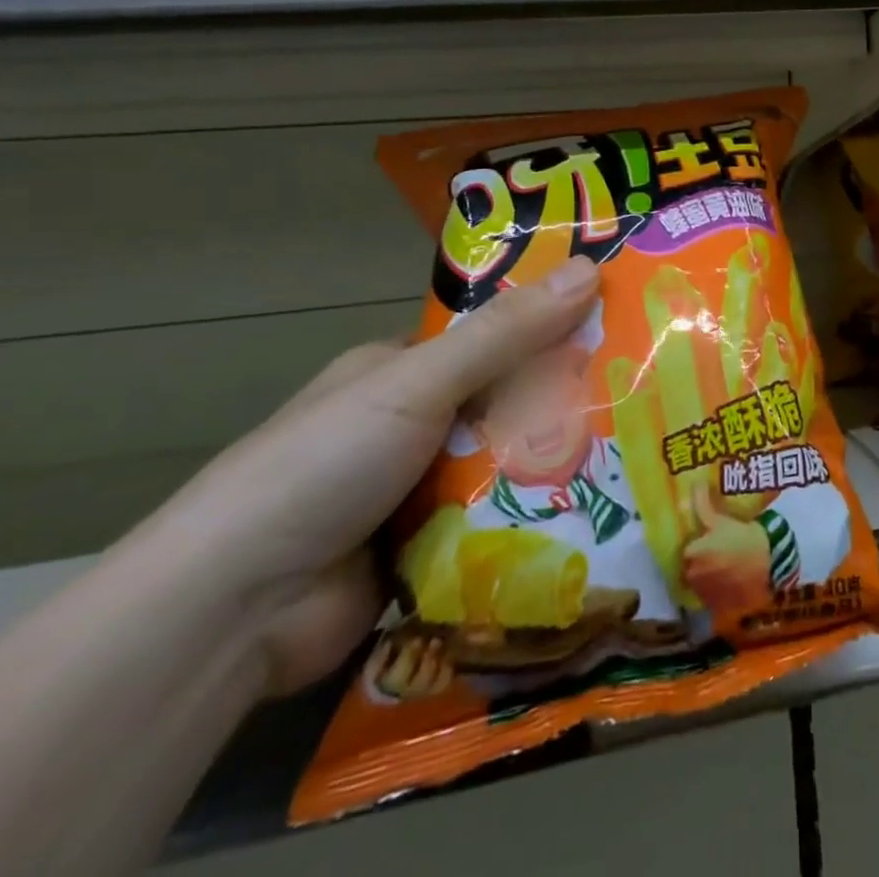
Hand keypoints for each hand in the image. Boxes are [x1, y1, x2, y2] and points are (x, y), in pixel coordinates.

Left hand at [149, 257, 601, 696]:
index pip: (494, 338)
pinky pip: (498, 527)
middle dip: (564, 405)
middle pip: (508, 404)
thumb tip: (588, 267)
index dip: (553, 329)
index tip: (621, 327)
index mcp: (403, 371)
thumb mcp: (420, 383)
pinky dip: (535, 523)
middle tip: (645, 399)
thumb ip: (506, 333)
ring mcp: (419, 492)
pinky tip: (602, 518)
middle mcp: (414, 425)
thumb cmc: (324, 464)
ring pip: (508, 467)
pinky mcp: (430, 554)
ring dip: (556, 467)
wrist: (234, 612)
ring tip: (643, 457)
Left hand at [680, 483, 773, 608]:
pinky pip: (712, 599)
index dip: (697, 544)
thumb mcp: (721, 519)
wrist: (770, 564)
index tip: (709, 540)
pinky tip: (730, 582)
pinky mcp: (717, 608)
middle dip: (701, 561)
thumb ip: (702, 503)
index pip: (686, 549)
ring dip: (708, 576)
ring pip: (700, 583)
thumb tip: (695, 482)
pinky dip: (717, 592)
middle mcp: (692, 576)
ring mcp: (705, 595)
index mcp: (691, 553)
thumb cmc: (744, 538)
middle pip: (690, 567)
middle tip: (719, 551)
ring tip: (726, 567)